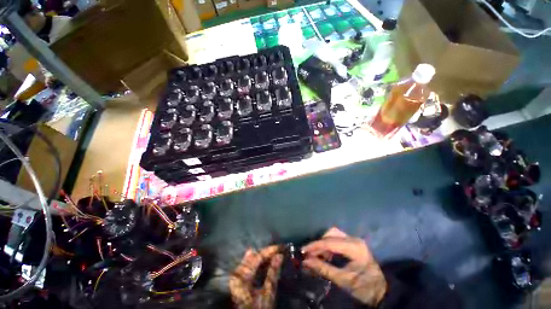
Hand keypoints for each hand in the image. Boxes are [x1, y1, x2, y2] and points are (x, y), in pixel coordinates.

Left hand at [229, 246, 282, 308]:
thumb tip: (279, 255)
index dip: (270, 251)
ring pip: (251, 259)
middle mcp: (237, 272)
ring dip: (263, 257)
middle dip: (266, 253)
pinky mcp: (239, 279)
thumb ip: (273, 272)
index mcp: (242, 275)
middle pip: (254, 256)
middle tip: (278, 250)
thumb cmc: (259, 308)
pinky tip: (266, 262)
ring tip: (274, 254)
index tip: (280, 247)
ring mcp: (237, 276)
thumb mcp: (268, 292)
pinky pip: (249, 265)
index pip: (258, 257)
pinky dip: (258, 263)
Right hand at [301, 227, 386, 306]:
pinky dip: (329, 245)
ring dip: (324, 243)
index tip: (303, 250)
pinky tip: (326, 255)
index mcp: (354, 248)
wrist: (383, 291)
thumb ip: (324, 269)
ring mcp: (355, 240)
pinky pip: (337, 239)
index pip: (330, 242)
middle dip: (319, 243)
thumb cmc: (364, 288)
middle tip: (310, 254)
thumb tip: (306, 261)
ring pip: (333, 234)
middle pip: (331, 234)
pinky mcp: (354, 243)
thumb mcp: (343, 280)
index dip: (315, 246)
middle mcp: (354, 239)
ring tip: (317, 255)